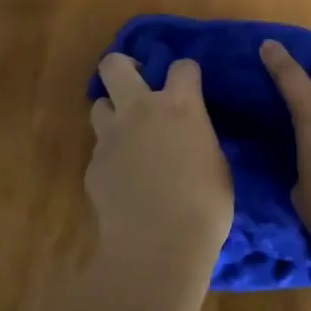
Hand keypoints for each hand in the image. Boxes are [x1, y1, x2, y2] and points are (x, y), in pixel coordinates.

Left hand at [86, 54, 233, 287]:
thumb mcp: (216, 164)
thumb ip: (199, 139)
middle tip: (138, 83)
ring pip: (99, 104)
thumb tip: (190, 138)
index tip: (190, 85)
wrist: (157, 244)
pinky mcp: (93, 165)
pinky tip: (123, 178)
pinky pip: (100, 148)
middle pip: (115, 65)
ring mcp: (111, 137)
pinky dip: (110, 156)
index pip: (182, 66)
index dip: (186, 73)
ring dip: (113, 112)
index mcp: (180, 106)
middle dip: (124, 66)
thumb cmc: (204, 206)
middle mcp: (141, 110)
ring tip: (127, 133)